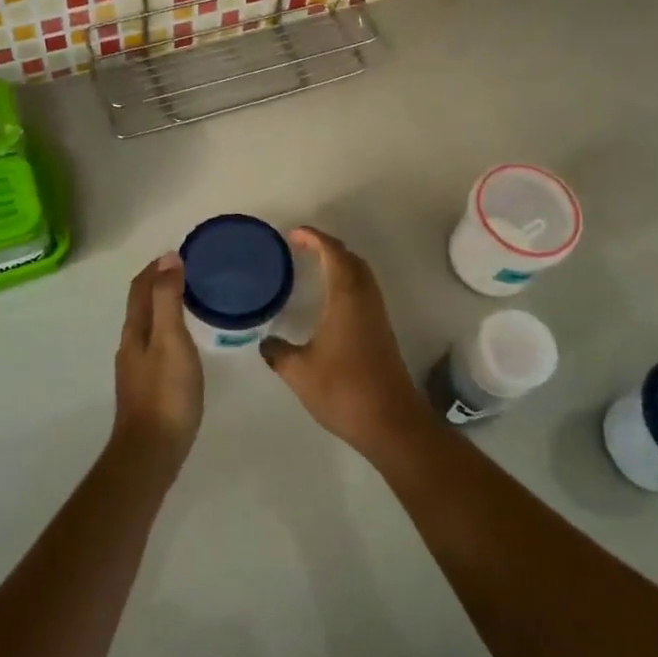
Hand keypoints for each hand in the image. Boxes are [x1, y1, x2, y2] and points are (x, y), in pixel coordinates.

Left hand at [112, 252, 203, 464]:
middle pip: (141, 305)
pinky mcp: (147, 388)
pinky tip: (186, 343)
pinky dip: (169, 331)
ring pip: (148, 327)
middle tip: (190, 274)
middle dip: (160, 285)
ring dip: (164, 308)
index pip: (140, 288)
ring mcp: (136, 369)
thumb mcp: (171, 339)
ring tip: (192, 302)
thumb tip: (168, 259)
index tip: (179, 254)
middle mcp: (130, 346)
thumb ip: (169, 299)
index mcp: (134, 331)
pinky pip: (156, 346)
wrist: (152, 452)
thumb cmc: (166, 392)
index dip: (155, 268)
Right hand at [260, 228, 428, 459]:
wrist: (390, 421)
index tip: (294, 235)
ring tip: (314, 269)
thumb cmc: (343, 390)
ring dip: (340, 265)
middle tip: (302, 248)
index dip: (314, 238)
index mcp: (346, 298)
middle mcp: (365, 299)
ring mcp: (377, 316)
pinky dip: (347, 283)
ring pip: (361, 275)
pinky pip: (364, 292)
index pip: (333, 254)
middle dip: (328, 247)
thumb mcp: (299, 372)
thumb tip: (266, 343)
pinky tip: (330, 303)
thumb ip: (278, 353)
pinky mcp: (382, 332)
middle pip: (351, 259)